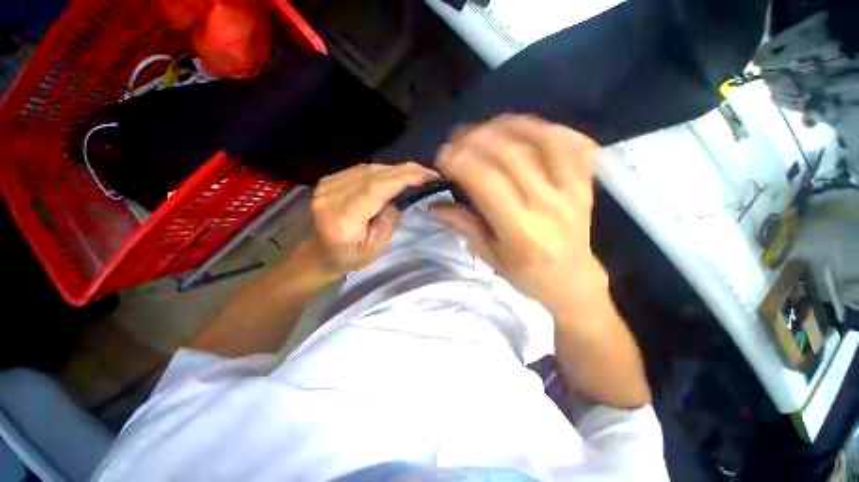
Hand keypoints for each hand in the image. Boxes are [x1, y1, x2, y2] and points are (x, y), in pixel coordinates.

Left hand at [310, 162, 439, 275]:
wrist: (320, 253)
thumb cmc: (349, 258)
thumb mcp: (375, 248)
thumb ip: (388, 221)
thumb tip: (404, 196)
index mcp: (342, 216)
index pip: (376, 188)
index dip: (404, 178)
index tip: (429, 177)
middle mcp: (331, 195)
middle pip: (374, 174)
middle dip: (405, 171)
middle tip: (430, 174)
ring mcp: (328, 184)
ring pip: (370, 168)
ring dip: (396, 170)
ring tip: (418, 175)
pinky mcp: (330, 180)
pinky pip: (363, 170)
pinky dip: (383, 171)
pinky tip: (397, 176)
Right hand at [432, 115, 605, 313]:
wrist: (572, 281)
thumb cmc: (525, 274)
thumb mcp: (488, 255)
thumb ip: (462, 224)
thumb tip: (434, 205)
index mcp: (519, 228)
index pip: (486, 180)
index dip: (460, 161)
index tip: (443, 158)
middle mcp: (547, 204)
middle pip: (511, 153)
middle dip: (476, 139)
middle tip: (458, 141)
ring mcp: (572, 190)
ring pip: (544, 139)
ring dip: (509, 126)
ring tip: (487, 129)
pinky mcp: (585, 184)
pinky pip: (574, 144)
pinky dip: (549, 128)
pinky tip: (526, 130)